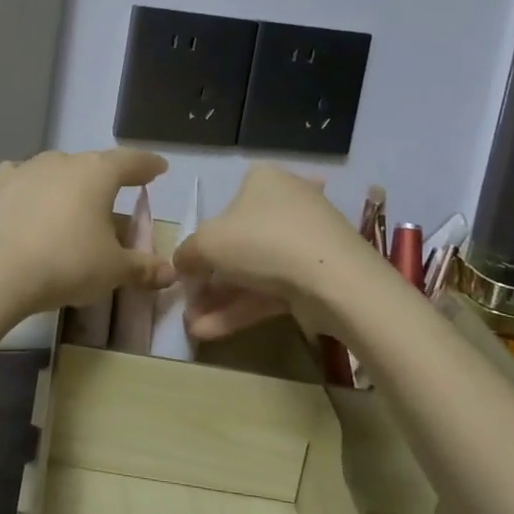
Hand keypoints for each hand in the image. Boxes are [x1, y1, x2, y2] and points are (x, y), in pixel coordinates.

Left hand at [0, 149, 174, 314]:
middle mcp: (64, 161)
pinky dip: (33, 187)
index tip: (158, 168)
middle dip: (107, 184)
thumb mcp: (114, 270)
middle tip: (115, 205)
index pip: (131, 161)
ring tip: (75, 210)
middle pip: (94, 167)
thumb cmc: (69, 263)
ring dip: (70, 186)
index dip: (147, 165)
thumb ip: (143, 267)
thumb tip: (170, 273)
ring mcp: (29, 168)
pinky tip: (31, 199)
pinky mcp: (0, 185)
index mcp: (98, 173)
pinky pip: (23, 178)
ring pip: (59, 171)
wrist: (2, 272)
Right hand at [173, 165, 367, 339]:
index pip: (226, 206)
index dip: (203, 239)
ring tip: (192, 327)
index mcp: (262, 181)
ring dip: (221, 300)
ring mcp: (305, 242)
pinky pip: (272, 290)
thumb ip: (187, 252)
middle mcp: (287, 204)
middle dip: (210, 279)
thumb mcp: (207, 243)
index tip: (188, 268)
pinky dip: (242, 309)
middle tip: (189, 303)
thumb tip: (181, 264)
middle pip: (239, 243)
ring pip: (254, 271)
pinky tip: (211, 332)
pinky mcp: (317, 276)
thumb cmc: (261, 241)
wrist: (333, 279)